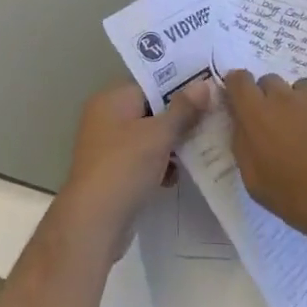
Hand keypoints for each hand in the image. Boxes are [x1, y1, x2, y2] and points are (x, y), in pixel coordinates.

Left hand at [57, 79, 207, 257]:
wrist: (95, 222)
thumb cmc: (125, 167)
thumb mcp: (158, 134)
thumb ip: (183, 109)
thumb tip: (205, 84)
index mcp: (111, 99)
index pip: (151, 84)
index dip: (180, 88)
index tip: (209, 93)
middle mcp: (106, 117)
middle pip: (151, 110)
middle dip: (180, 119)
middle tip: (212, 122)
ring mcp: (108, 147)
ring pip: (149, 137)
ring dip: (172, 145)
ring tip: (201, 150)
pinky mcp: (114, 173)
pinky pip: (143, 160)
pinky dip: (160, 165)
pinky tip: (176, 177)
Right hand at [219, 70, 306, 256]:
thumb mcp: (258, 185)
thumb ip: (242, 144)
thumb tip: (241, 119)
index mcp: (259, 116)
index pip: (239, 80)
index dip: (242, 90)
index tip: (249, 105)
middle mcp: (287, 95)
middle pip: (271, 83)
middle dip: (275, 102)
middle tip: (291, 132)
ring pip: (306, 90)